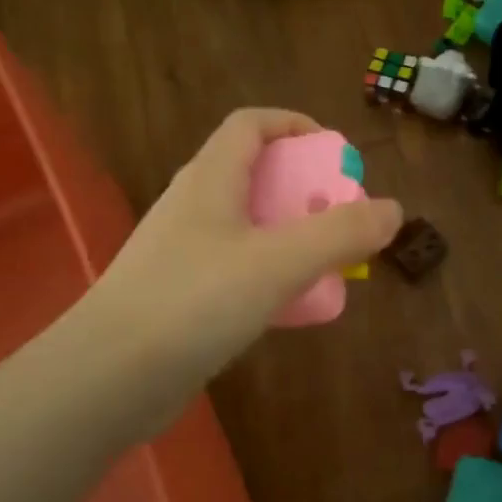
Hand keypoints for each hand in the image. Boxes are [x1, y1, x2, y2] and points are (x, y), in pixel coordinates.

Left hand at [82, 109, 402, 435]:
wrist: (109, 376)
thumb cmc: (195, 302)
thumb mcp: (279, 262)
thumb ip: (340, 234)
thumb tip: (392, 209)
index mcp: (209, 179)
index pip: (250, 124)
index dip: (294, 125)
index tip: (335, 152)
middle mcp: (190, 206)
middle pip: (251, 174)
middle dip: (302, 187)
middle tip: (339, 216)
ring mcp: (178, 251)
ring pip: (243, 225)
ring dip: (287, 233)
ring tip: (323, 262)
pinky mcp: (176, 294)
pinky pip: (231, 266)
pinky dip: (265, 272)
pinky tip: (285, 305)